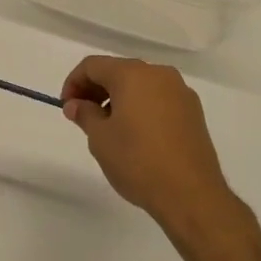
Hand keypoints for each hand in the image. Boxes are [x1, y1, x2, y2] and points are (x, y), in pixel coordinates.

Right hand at [61, 56, 235, 235]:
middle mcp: (159, 74)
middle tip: (82, 116)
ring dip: (119, 98)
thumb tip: (75, 105)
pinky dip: (141, 107)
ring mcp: (180, 92)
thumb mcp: (100, 139)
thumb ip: (84, 114)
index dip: (74, 82)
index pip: (93, 65)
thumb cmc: (138, 161)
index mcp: (133, 74)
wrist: (191, 195)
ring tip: (109, 128)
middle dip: (96, 89)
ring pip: (140, 85)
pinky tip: (136, 134)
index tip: (67, 107)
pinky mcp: (193, 112)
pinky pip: (158, 99)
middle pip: (118, 71)